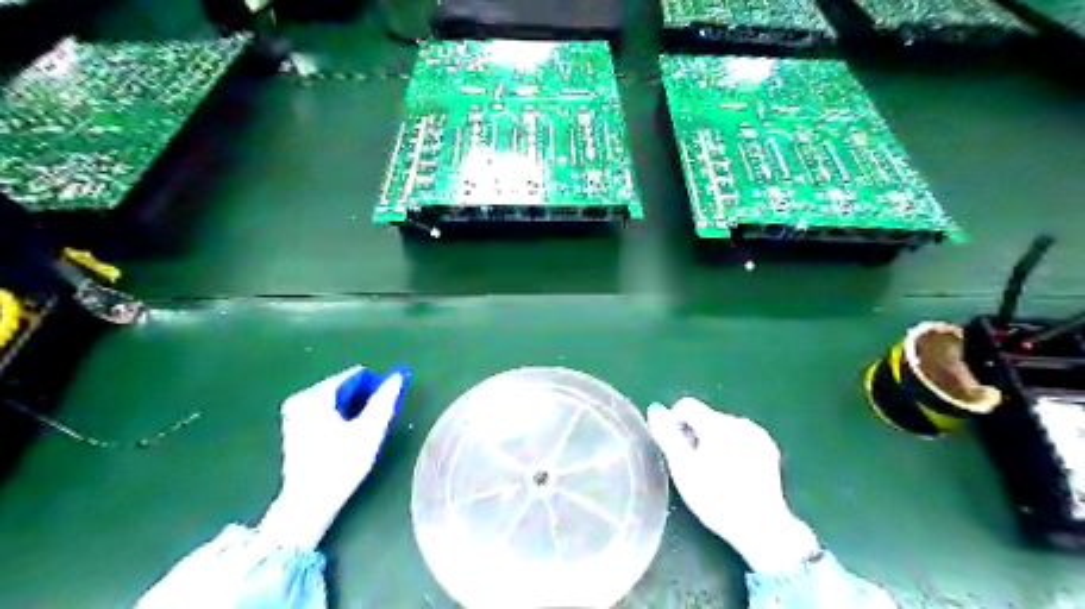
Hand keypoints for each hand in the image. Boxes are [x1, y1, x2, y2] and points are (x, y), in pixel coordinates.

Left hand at [258, 366, 407, 552]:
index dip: (375, 388)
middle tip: (373, 424)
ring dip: (352, 411)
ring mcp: (294, 415)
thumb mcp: (369, 430)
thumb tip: (397, 376)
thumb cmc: (341, 464)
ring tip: (361, 434)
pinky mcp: (293, 430)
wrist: (308, 504)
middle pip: (344, 389)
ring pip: (335, 402)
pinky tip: (345, 440)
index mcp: (315, 395)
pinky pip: (325, 413)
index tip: (384, 408)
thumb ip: (384, 400)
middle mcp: (300, 399)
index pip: (354, 376)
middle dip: (362, 401)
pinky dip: (339, 420)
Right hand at [647, 396, 818, 572]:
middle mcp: (739, 422)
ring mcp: (757, 434)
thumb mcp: (683, 469)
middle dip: (694, 435)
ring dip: (712, 442)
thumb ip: (667, 435)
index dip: (674, 423)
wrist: (762, 527)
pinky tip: (732, 473)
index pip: (686, 405)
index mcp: (717, 424)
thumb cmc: (716, 499)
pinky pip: (739, 437)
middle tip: (693, 467)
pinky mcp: (767, 448)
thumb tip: (655, 409)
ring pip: (722, 427)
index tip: (675, 450)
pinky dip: (731, 448)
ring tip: (713, 472)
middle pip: (704, 417)